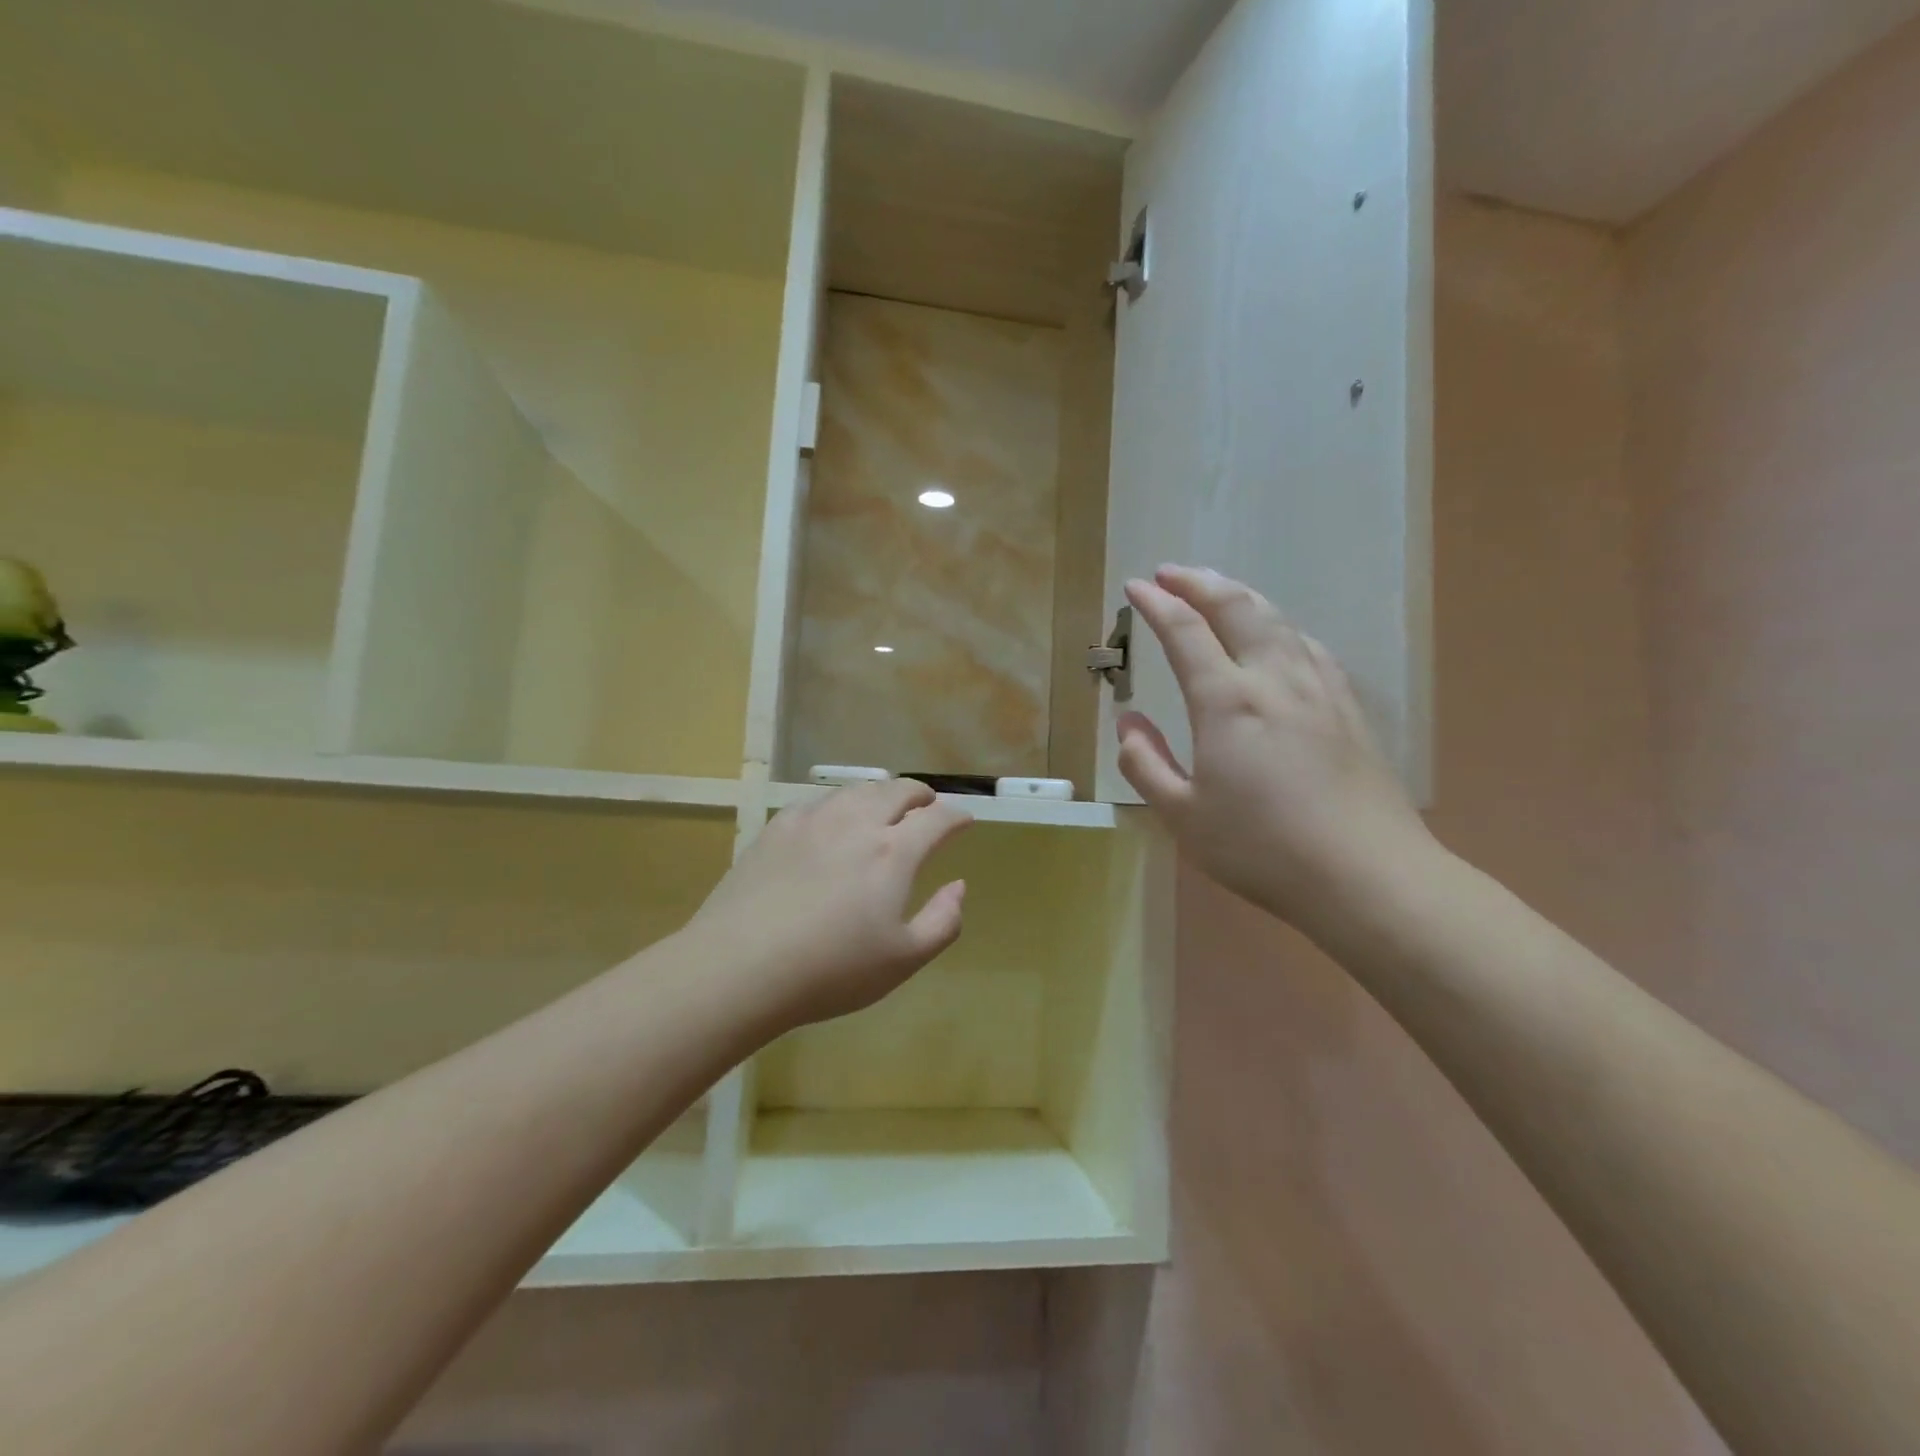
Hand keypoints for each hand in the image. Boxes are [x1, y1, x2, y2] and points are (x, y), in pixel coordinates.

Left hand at [685, 779, 973, 1029]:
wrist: (739, 966)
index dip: (956, 816)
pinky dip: (839, 805)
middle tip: (927, 806)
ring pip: (857, 790)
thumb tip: (958, 886)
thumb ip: (942, 921)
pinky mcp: (776, 828)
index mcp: (893, 852)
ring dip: (881, 794)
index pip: (936, 818)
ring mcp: (812, 820)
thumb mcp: (902, 960)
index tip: (964, 821)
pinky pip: (818, 802)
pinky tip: (832, 820)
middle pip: (897, 791)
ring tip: (885, 807)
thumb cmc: (831, 971)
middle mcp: (856, 823)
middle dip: (920, 795)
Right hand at [1118, 565, 1434, 930]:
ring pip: (1278, 621)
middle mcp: (1274, 680)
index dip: (1156, 604)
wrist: (1367, 875)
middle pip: (1237, 608)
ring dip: (1241, 597)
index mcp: (1227, 702)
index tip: (1134, 587)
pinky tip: (1279, 638)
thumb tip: (1127, 724)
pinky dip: (1281, 627)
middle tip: (1170, 573)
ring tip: (1218, 592)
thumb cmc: (1262, 848)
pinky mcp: (1348, 709)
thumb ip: (1146, 764)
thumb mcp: (1183, 816)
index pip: (1185, 633)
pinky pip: (1309, 647)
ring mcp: (1318, 690)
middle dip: (1199, 583)